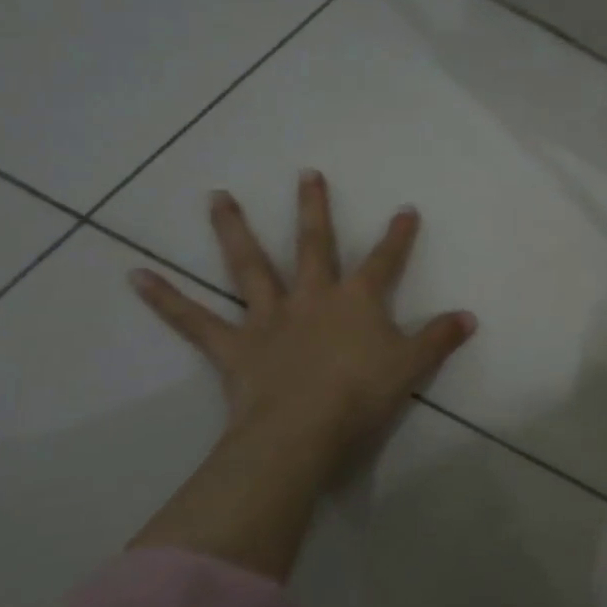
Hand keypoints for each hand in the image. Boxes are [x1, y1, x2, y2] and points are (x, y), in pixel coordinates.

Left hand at [127, 171, 476, 577]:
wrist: (301, 432)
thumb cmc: (360, 395)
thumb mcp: (410, 367)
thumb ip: (439, 339)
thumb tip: (471, 317)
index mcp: (356, 300)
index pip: (385, 261)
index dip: (398, 236)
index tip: (405, 210)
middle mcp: (311, 297)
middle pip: (313, 245)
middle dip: (314, 209)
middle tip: (307, 174)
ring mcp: (268, 318)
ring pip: (248, 266)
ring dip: (233, 229)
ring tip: (217, 196)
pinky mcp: (233, 346)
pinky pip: (193, 320)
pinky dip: (164, 299)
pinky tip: (135, 276)